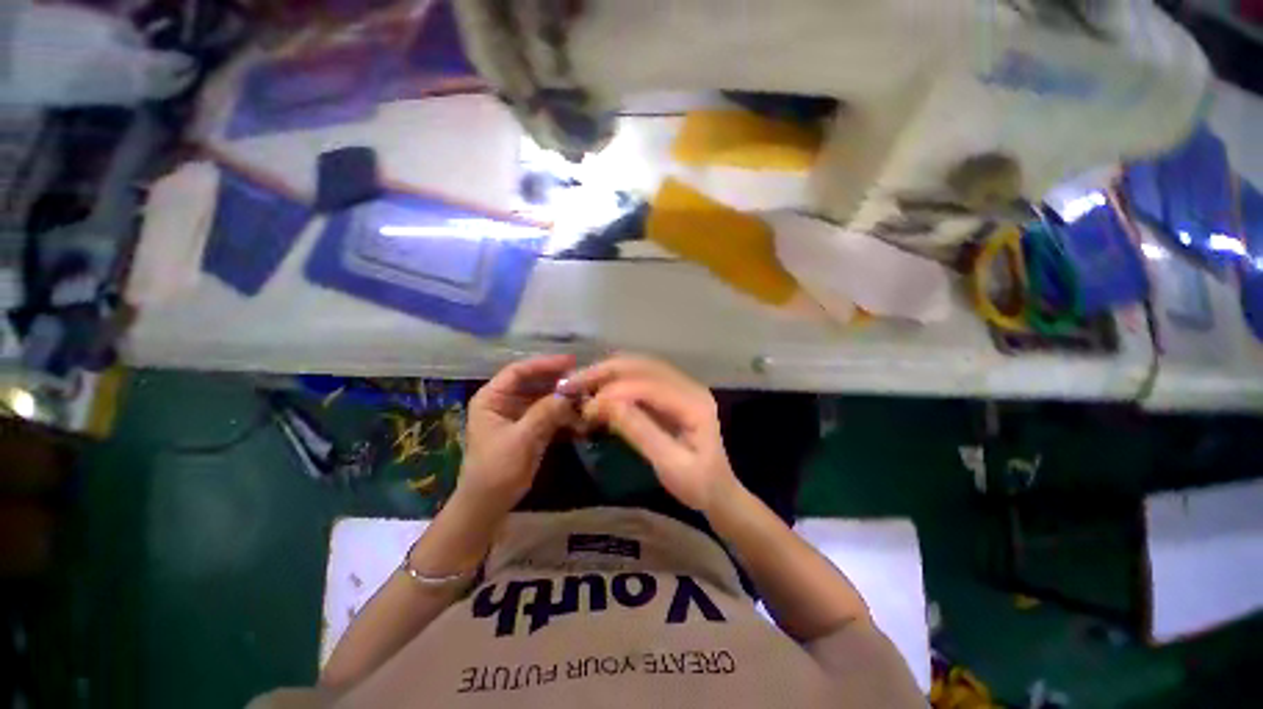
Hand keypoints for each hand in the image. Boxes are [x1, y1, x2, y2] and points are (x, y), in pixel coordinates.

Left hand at [455, 354, 578, 518]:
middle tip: (584, 381)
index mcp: (492, 398)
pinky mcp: (531, 428)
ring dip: (565, 400)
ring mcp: (520, 415)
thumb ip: (544, 413)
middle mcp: (505, 401)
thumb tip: (570, 392)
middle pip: (535, 382)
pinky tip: (581, 418)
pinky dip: (565, 416)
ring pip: (546, 399)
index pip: (519, 371)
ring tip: (586, 400)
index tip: (570, 362)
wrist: (489, 504)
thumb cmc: (496, 469)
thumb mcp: (520, 439)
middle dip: (559, 383)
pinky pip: (551, 415)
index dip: (544, 364)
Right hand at [563, 355, 739, 513]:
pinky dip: (618, 380)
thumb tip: (605, 404)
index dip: (614, 392)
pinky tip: (601, 388)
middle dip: (606, 371)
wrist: (721, 493)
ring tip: (582, 383)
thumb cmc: (699, 486)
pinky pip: (642, 377)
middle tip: (573, 383)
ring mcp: (683, 387)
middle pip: (643, 365)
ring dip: (609, 372)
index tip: (586, 407)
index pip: (648, 385)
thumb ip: (639, 431)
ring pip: (640, 366)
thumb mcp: (669, 465)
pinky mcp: (674, 394)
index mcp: (693, 403)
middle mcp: (689, 386)